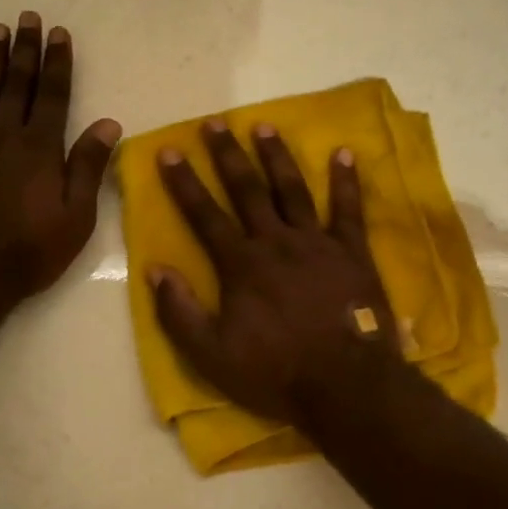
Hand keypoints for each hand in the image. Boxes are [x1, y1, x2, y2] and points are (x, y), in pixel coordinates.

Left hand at [0, 13, 120, 312]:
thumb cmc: (28, 252)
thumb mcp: (75, 218)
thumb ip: (88, 168)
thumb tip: (109, 123)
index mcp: (41, 149)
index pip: (54, 95)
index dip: (58, 63)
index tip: (59, 33)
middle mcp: (5, 137)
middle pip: (18, 84)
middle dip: (26, 50)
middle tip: (28, 17)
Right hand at [149, 120, 400, 428]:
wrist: (345, 385)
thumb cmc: (275, 373)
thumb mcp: (212, 356)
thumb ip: (180, 313)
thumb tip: (155, 270)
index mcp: (241, 265)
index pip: (205, 215)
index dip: (184, 182)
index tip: (169, 151)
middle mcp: (276, 242)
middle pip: (247, 190)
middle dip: (228, 155)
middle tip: (215, 122)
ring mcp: (317, 243)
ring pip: (292, 190)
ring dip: (277, 156)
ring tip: (264, 125)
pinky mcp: (352, 252)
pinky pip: (348, 209)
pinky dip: (346, 181)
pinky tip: (343, 153)